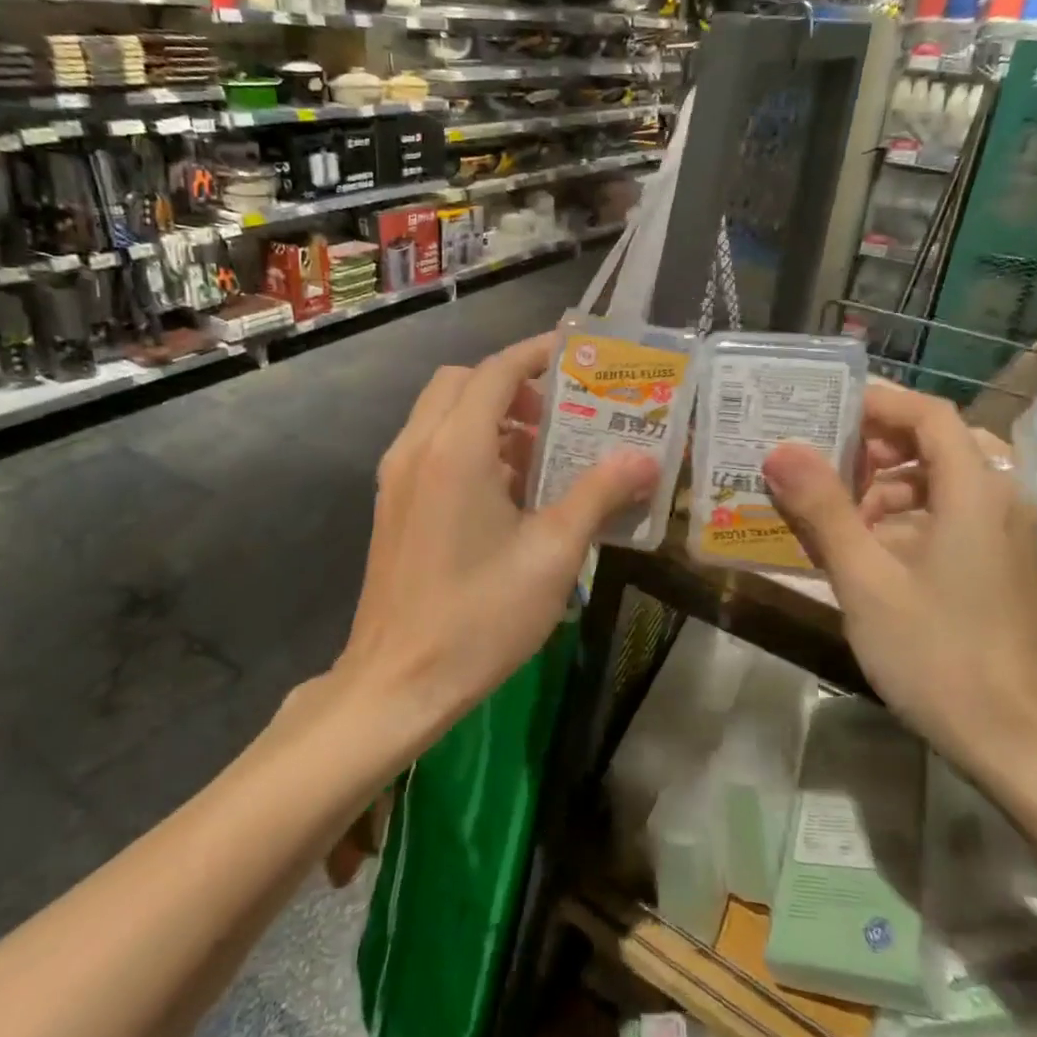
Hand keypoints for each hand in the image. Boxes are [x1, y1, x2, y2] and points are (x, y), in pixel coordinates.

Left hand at [338, 333, 658, 741]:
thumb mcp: (553, 554)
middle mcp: (417, 448)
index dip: (536, 354)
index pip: (496, 372)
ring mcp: (396, 477)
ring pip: (442, 414)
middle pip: (462, 383)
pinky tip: (505, 493)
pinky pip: (431, 447)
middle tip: (557, 415)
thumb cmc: (480, 617)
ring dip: (489, 417)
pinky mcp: (392, 504)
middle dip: (511, 385)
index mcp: (455, 449)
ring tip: (540, 456)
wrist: (397, 682)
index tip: (576, 354)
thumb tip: (644, 460)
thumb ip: (598, 495)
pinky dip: (468, 444)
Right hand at [761, 380, 1036, 803]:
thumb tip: (780, 449)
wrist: (1026, 749)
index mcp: (976, 492)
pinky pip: (946, 518)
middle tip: (814, 459)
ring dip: (882, 487)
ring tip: (827, 513)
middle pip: (934, 445)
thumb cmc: (942, 658)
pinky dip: (901, 519)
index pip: (929, 414)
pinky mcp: (998, 569)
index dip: (877, 400)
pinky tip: (862, 553)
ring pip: (938, 484)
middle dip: (871, 447)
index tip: (821, 404)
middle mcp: (998, 502)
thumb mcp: (867, 582)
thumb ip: (824, 510)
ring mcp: (1003, 538)